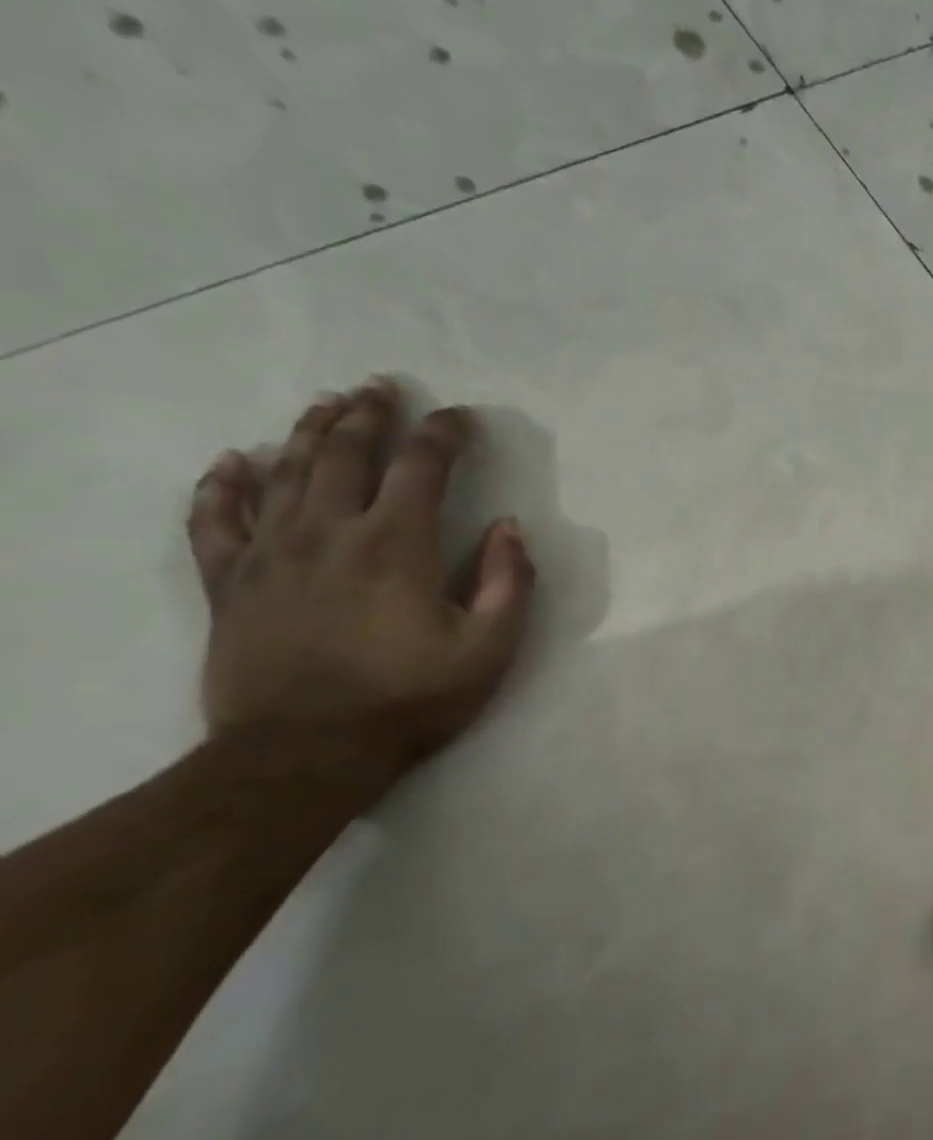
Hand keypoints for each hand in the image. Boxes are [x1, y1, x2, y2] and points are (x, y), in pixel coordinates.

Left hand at [186, 379, 535, 782]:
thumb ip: (508, 582)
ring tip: (329, 403)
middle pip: (346, 453)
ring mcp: (270, 554)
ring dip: (311, 431)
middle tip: (384, 386)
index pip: (422, 466)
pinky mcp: (231, 583)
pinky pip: (216, 519)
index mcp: (396, 545)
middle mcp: (329, 532)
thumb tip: (510, 527)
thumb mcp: (490, 648)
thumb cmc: (410, 699)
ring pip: (286, 472)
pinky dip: (222, 484)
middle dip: (370, 413)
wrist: (305, 753)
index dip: (445, 433)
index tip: (462, 416)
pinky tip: (234, 461)